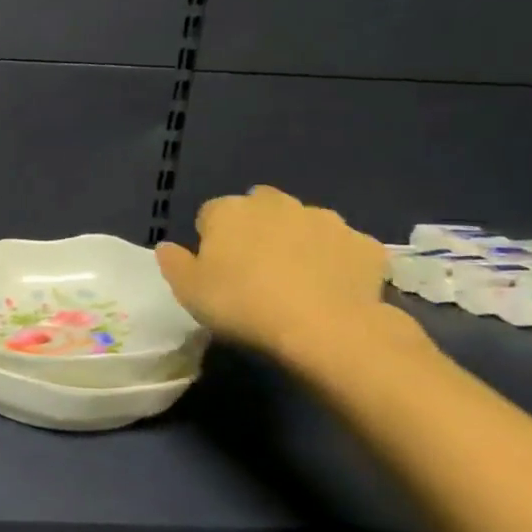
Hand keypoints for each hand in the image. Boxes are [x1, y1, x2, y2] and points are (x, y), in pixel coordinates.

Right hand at [155, 185, 388, 359]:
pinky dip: (336, 260)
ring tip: (295, 280)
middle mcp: (276, 204)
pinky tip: (330, 289)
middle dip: (256, 228)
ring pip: (304, 223)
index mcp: (229, 211)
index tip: (215, 268)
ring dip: (297, 240)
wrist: (323, 327)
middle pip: (259, 207)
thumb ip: (173, 263)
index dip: (211, 239)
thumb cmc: (242, 304)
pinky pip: (343, 247)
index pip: (210, 214)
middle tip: (255, 269)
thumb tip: (167, 246)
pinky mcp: (364, 243)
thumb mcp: (188, 291)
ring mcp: (325, 220)